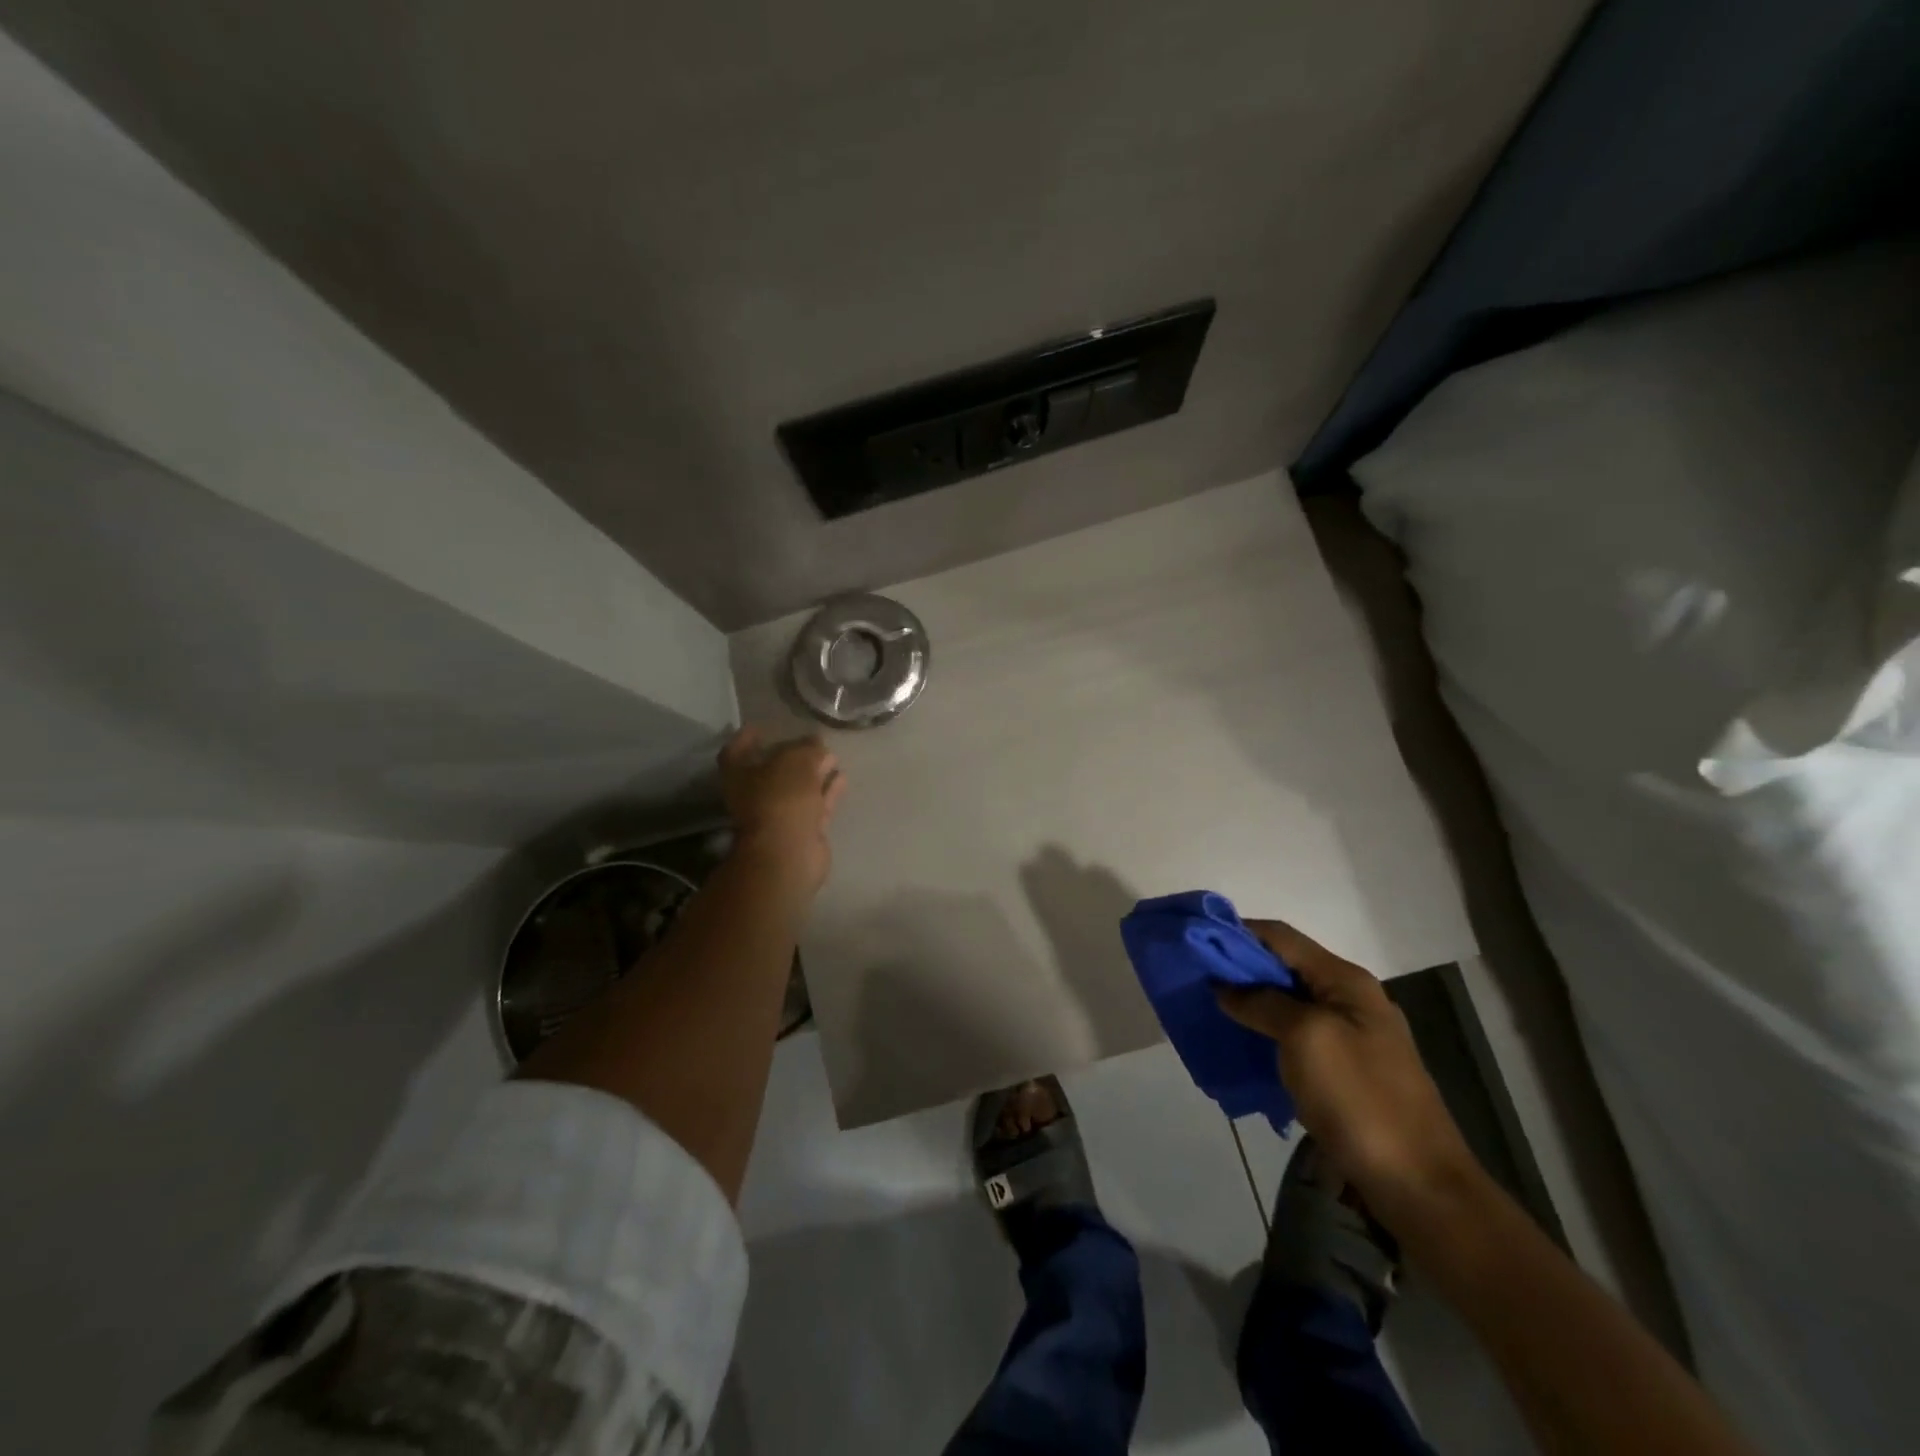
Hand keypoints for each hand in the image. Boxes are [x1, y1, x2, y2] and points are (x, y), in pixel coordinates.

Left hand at [718, 728, 845, 893]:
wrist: (789, 853)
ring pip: (798, 788)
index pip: (737, 750)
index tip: (762, 727)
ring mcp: (779, 815)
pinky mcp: (802, 830)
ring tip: (833, 757)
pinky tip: (841, 778)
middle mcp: (755, 795)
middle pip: (773, 770)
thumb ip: (808, 748)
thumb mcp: (796, 761)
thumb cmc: (781, 799)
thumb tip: (817, 745)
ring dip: (814, 773)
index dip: (747, 738)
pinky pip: (816, 804)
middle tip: (813, 741)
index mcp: (739, 775)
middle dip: (793, 756)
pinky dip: (827, 791)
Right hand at [1217, 919, 1478, 1230]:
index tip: (1195, 941)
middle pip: (1284, 966)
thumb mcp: (1306, 1038)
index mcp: (1345, 981)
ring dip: (1250, 1001)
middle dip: (1239, 968)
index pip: (1280, 937)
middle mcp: (1350, 999)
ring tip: (1210, 1009)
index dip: (1237, 933)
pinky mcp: (1346, 1070)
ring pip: (1288, 1002)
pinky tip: (1242, 1046)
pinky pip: (1296, 1036)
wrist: (1420, 1187)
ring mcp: (1352, 1036)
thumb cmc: (1360, 1099)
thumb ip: (1263, 1003)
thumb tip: (1226, 987)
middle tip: (1195, 978)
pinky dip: (1265, 1033)